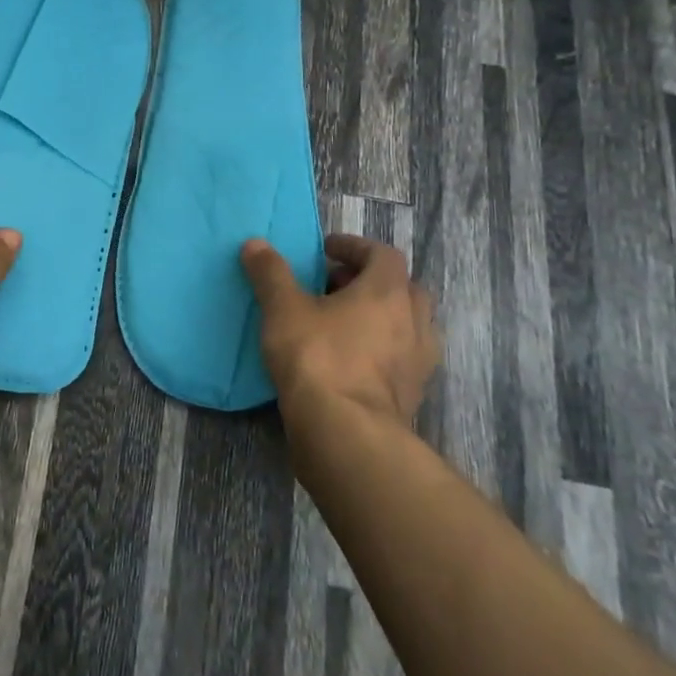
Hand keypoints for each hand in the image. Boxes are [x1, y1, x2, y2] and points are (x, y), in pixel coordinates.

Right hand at [240, 234, 438, 426]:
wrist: (347, 433)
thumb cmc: (317, 357)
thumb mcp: (283, 309)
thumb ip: (271, 273)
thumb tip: (255, 243)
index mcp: (388, 292)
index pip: (383, 254)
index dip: (355, 247)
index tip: (327, 250)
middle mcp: (414, 320)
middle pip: (402, 288)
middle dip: (370, 282)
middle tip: (334, 286)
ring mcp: (419, 361)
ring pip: (408, 325)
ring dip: (381, 317)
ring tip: (343, 324)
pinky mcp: (413, 394)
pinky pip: (403, 358)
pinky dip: (382, 350)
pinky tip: (352, 360)